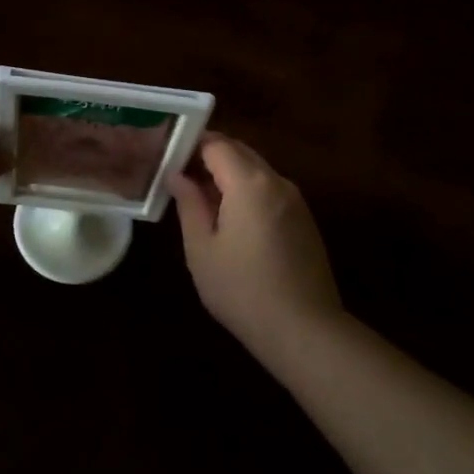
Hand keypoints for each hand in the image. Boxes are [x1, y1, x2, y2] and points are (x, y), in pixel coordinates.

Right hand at [167, 134, 343, 364]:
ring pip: (256, 170)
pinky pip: (270, 190)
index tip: (168, 157)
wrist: (304, 330)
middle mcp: (277, 181)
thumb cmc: (242, 290)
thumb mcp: (202, 249)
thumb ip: (189, 204)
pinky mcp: (304, 219)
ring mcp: (295, 200)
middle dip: (209, 156)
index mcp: (250, 183)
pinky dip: (247, 191)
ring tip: (201, 199)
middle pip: (240, 151)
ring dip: (229, 174)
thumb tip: (177, 175)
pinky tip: (231, 219)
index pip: (217, 143)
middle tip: (180, 176)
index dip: (190, 145)